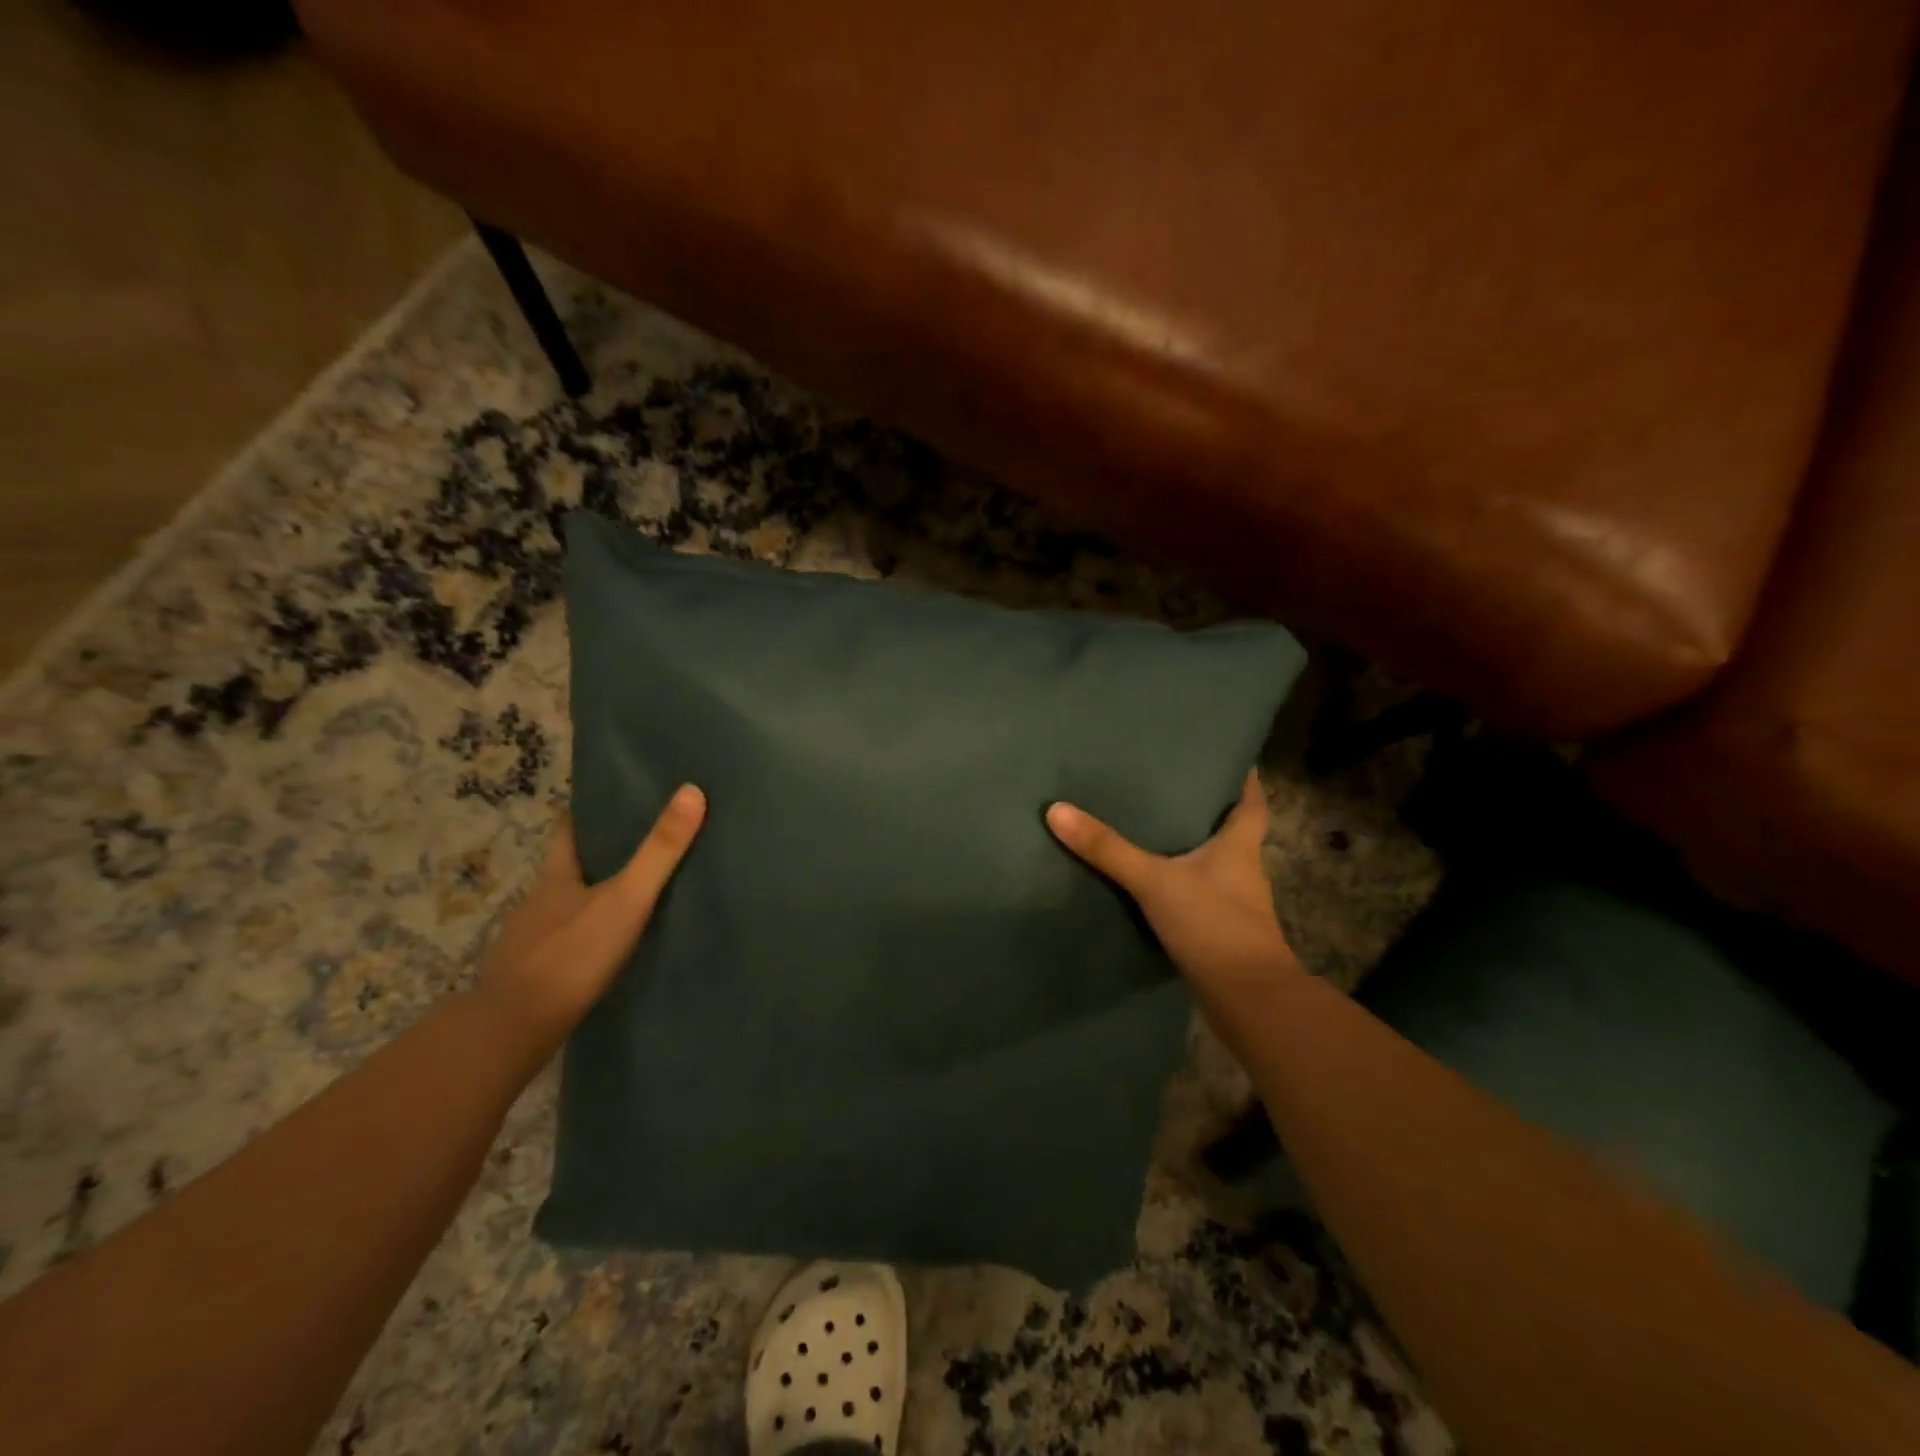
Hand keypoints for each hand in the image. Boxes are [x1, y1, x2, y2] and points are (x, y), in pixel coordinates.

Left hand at [477, 785, 705, 1045]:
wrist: (513, 1031)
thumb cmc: (571, 954)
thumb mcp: (626, 898)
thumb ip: (659, 851)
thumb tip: (692, 791)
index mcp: (556, 876)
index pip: (568, 830)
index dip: (588, 812)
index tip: (615, 799)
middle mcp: (539, 902)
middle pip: (569, 867)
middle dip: (599, 854)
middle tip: (642, 842)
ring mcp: (533, 941)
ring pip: (568, 908)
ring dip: (594, 898)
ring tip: (634, 894)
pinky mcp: (537, 976)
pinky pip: (568, 943)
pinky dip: (588, 937)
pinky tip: (610, 947)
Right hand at [1046, 770, 1297, 992]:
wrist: (1247, 1000)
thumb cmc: (1213, 924)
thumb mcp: (1154, 880)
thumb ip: (1108, 849)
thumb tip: (1058, 810)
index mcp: (1239, 848)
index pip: (1252, 803)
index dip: (1246, 781)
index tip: (1232, 760)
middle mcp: (1243, 872)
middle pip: (1233, 832)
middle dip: (1209, 812)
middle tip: (1173, 788)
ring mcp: (1235, 906)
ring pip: (1216, 867)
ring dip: (1194, 851)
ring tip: (1155, 831)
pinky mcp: (1221, 934)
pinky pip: (1200, 897)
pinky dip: (1183, 887)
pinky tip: (1154, 885)